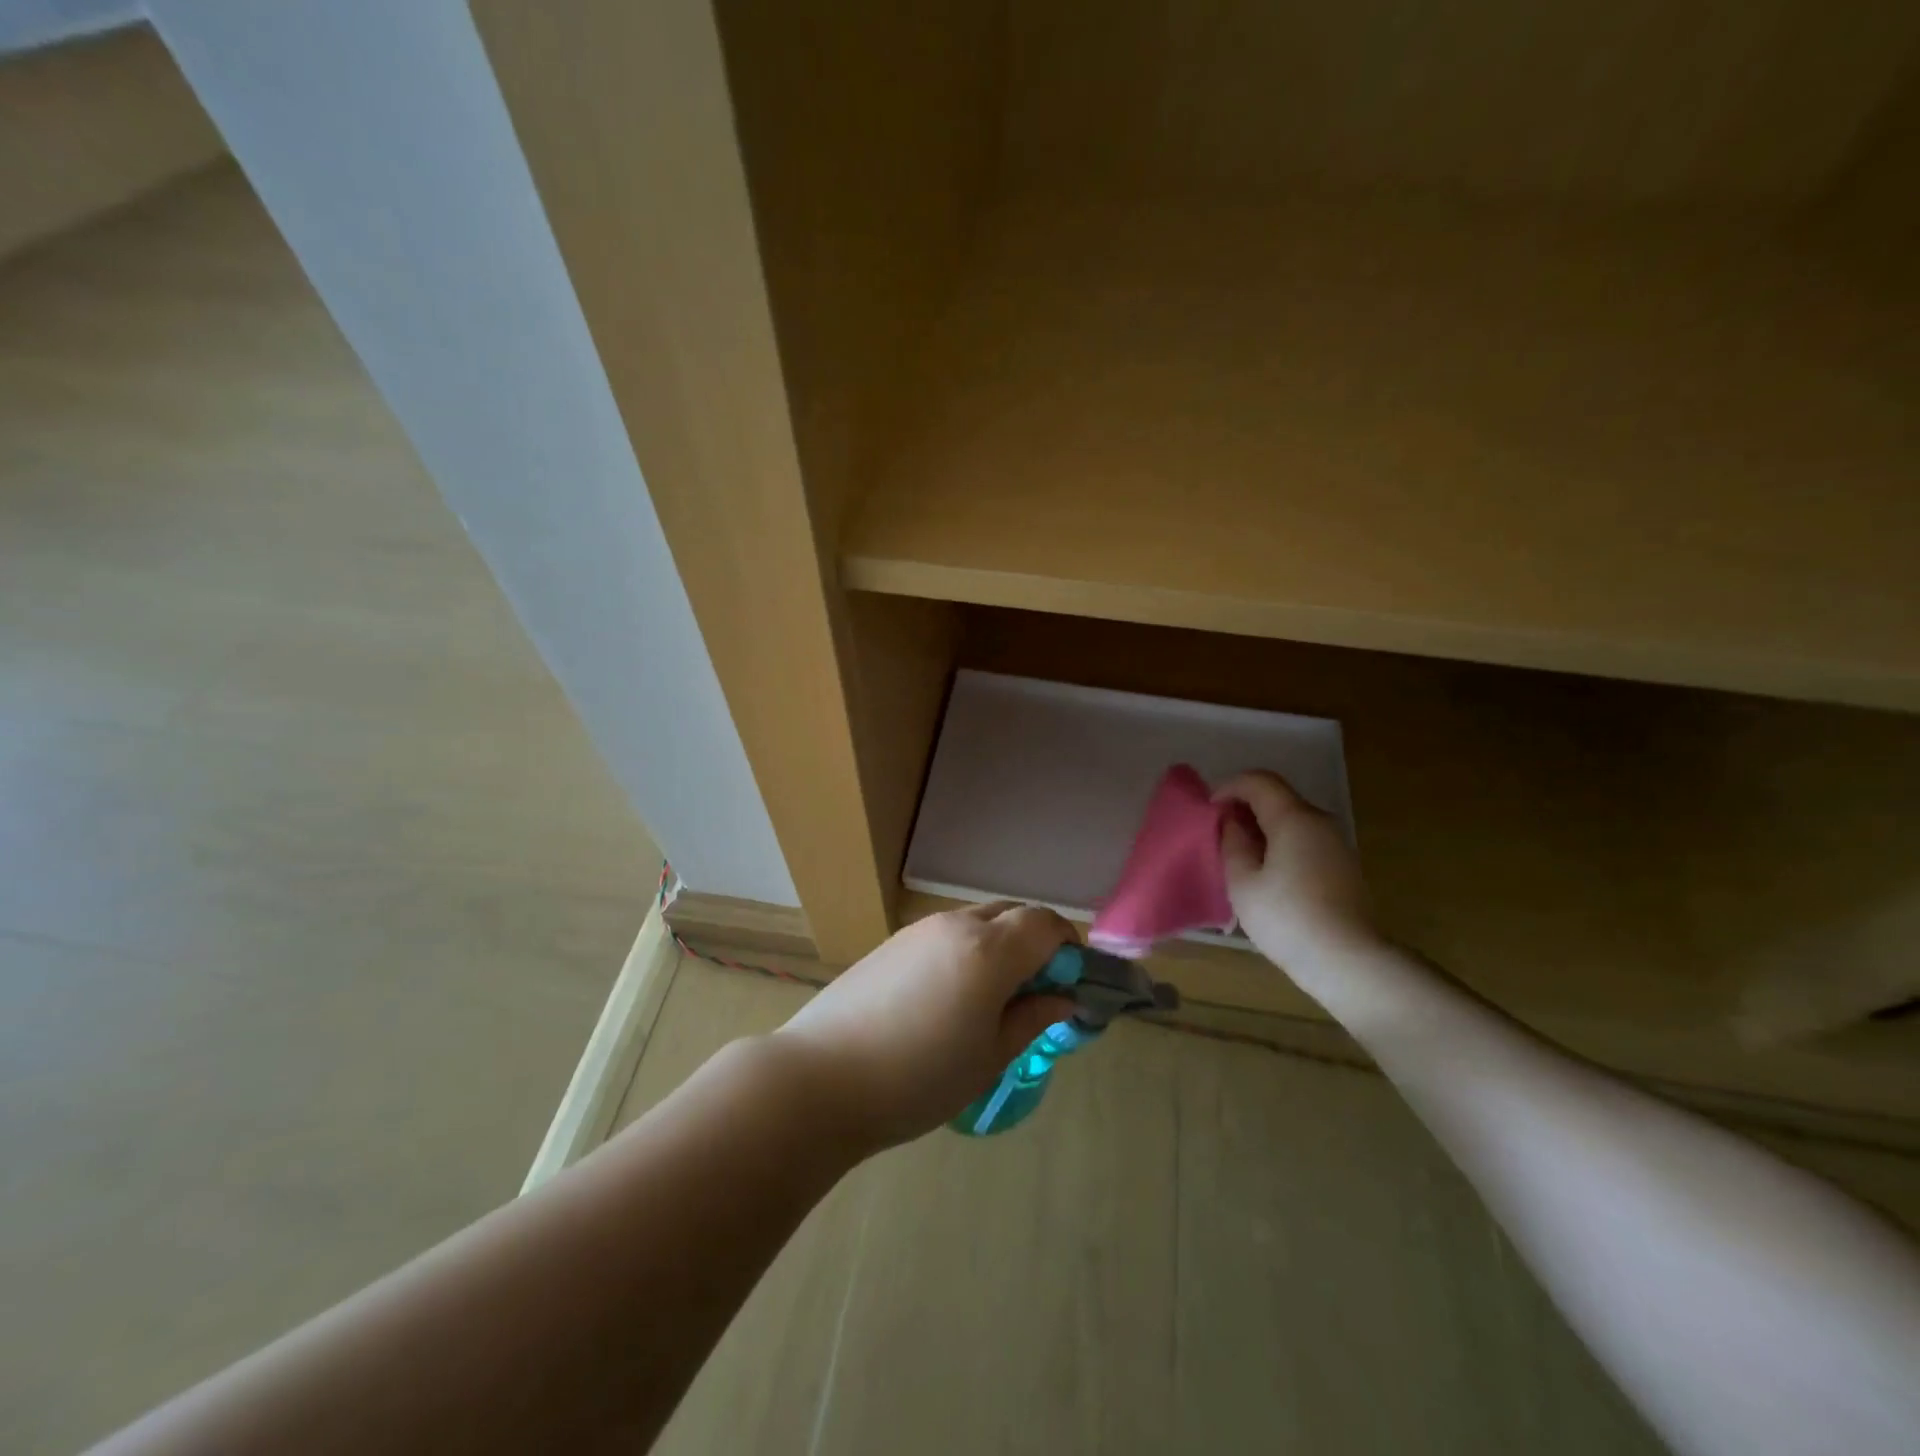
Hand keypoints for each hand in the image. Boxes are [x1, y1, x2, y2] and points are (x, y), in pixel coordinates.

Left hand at [773, 904, 1078, 1150]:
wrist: (822, 1078)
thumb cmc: (918, 1077)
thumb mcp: (989, 1057)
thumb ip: (1032, 1018)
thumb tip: (1062, 998)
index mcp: (989, 949)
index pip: (1046, 923)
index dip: (1068, 946)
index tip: (1070, 983)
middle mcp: (956, 925)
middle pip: (1013, 913)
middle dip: (1036, 942)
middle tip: (1035, 992)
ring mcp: (919, 930)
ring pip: (978, 921)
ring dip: (1000, 945)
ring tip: (991, 999)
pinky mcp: (892, 943)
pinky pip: (946, 933)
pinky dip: (966, 950)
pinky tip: (949, 997)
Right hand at [1215, 770, 1374, 965]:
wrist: (1348, 962)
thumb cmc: (1287, 918)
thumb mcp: (1242, 881)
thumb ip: (1232, 842)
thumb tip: (1231, 821)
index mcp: (1294, 818)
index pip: (1259, 781)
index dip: (1229, 787)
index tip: (1208, 810)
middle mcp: (1320, 821)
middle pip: (1277, 798)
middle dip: (1244, 807)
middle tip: (1218, 833)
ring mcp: (1336, 844)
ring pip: (1292, 820)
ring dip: (1262, 827)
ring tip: (1238, 856)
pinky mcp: (1343, 867)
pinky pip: (1304, 840)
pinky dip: (1280, 844)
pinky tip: (1266, 874)